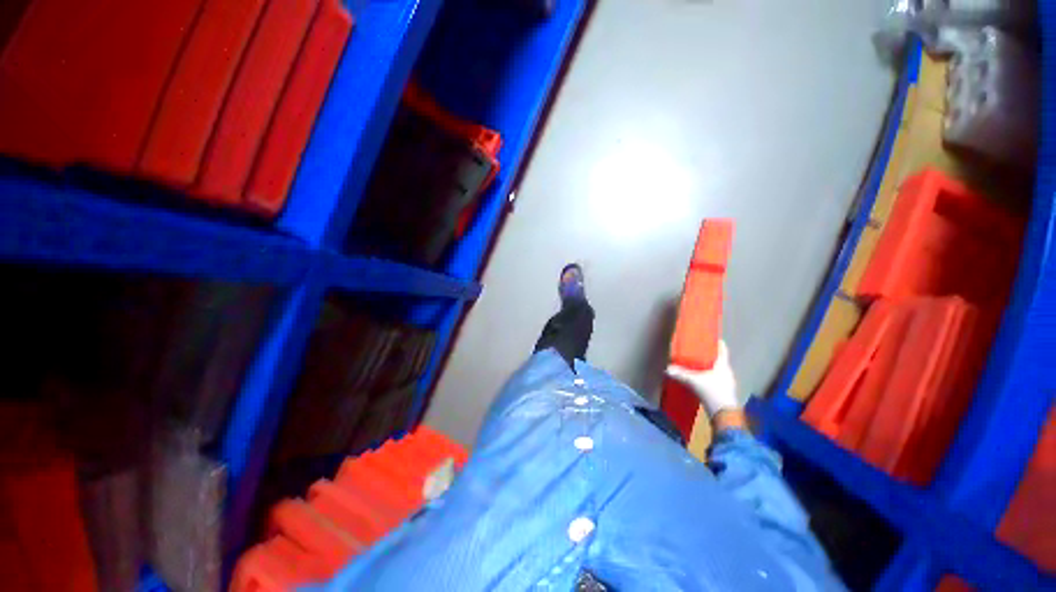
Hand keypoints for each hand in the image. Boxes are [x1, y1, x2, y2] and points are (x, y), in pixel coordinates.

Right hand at [666, 340, 738, 418]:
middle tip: (698, 351)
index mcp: (723, 366)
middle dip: (710, 355)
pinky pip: (716, 379)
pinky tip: (701, 379)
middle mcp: (727, 372)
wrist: (724, 415)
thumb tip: (667, 369)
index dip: (718, 343)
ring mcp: (727, 383)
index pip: (723, 350)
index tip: (711, 338)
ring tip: (697, 364)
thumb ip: (681, 374)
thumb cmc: (712, 392)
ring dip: (709, 367)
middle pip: (719, 360)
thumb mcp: (694, 382)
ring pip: (718, 370)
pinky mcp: (724, 392)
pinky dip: (709, 376)